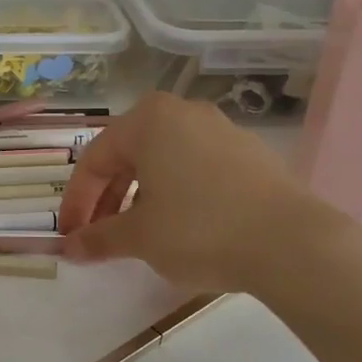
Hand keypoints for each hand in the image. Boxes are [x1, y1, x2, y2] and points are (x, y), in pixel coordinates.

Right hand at [58, 91, 360, 300]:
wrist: (293, 244)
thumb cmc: (200, 229)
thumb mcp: (139, 236)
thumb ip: (98, 238)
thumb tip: (67, 248)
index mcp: (148, 120)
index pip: (94, 159)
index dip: (76, 202)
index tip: (69, 236)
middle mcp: (182, 113)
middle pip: (128, 156)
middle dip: (106, 198)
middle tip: (97, 236)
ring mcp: (221, 130)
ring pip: (162, 161)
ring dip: (139, 196)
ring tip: (134, 233)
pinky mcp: (250, 154)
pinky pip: (194, 168)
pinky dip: (174, 193)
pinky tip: (178, 225)